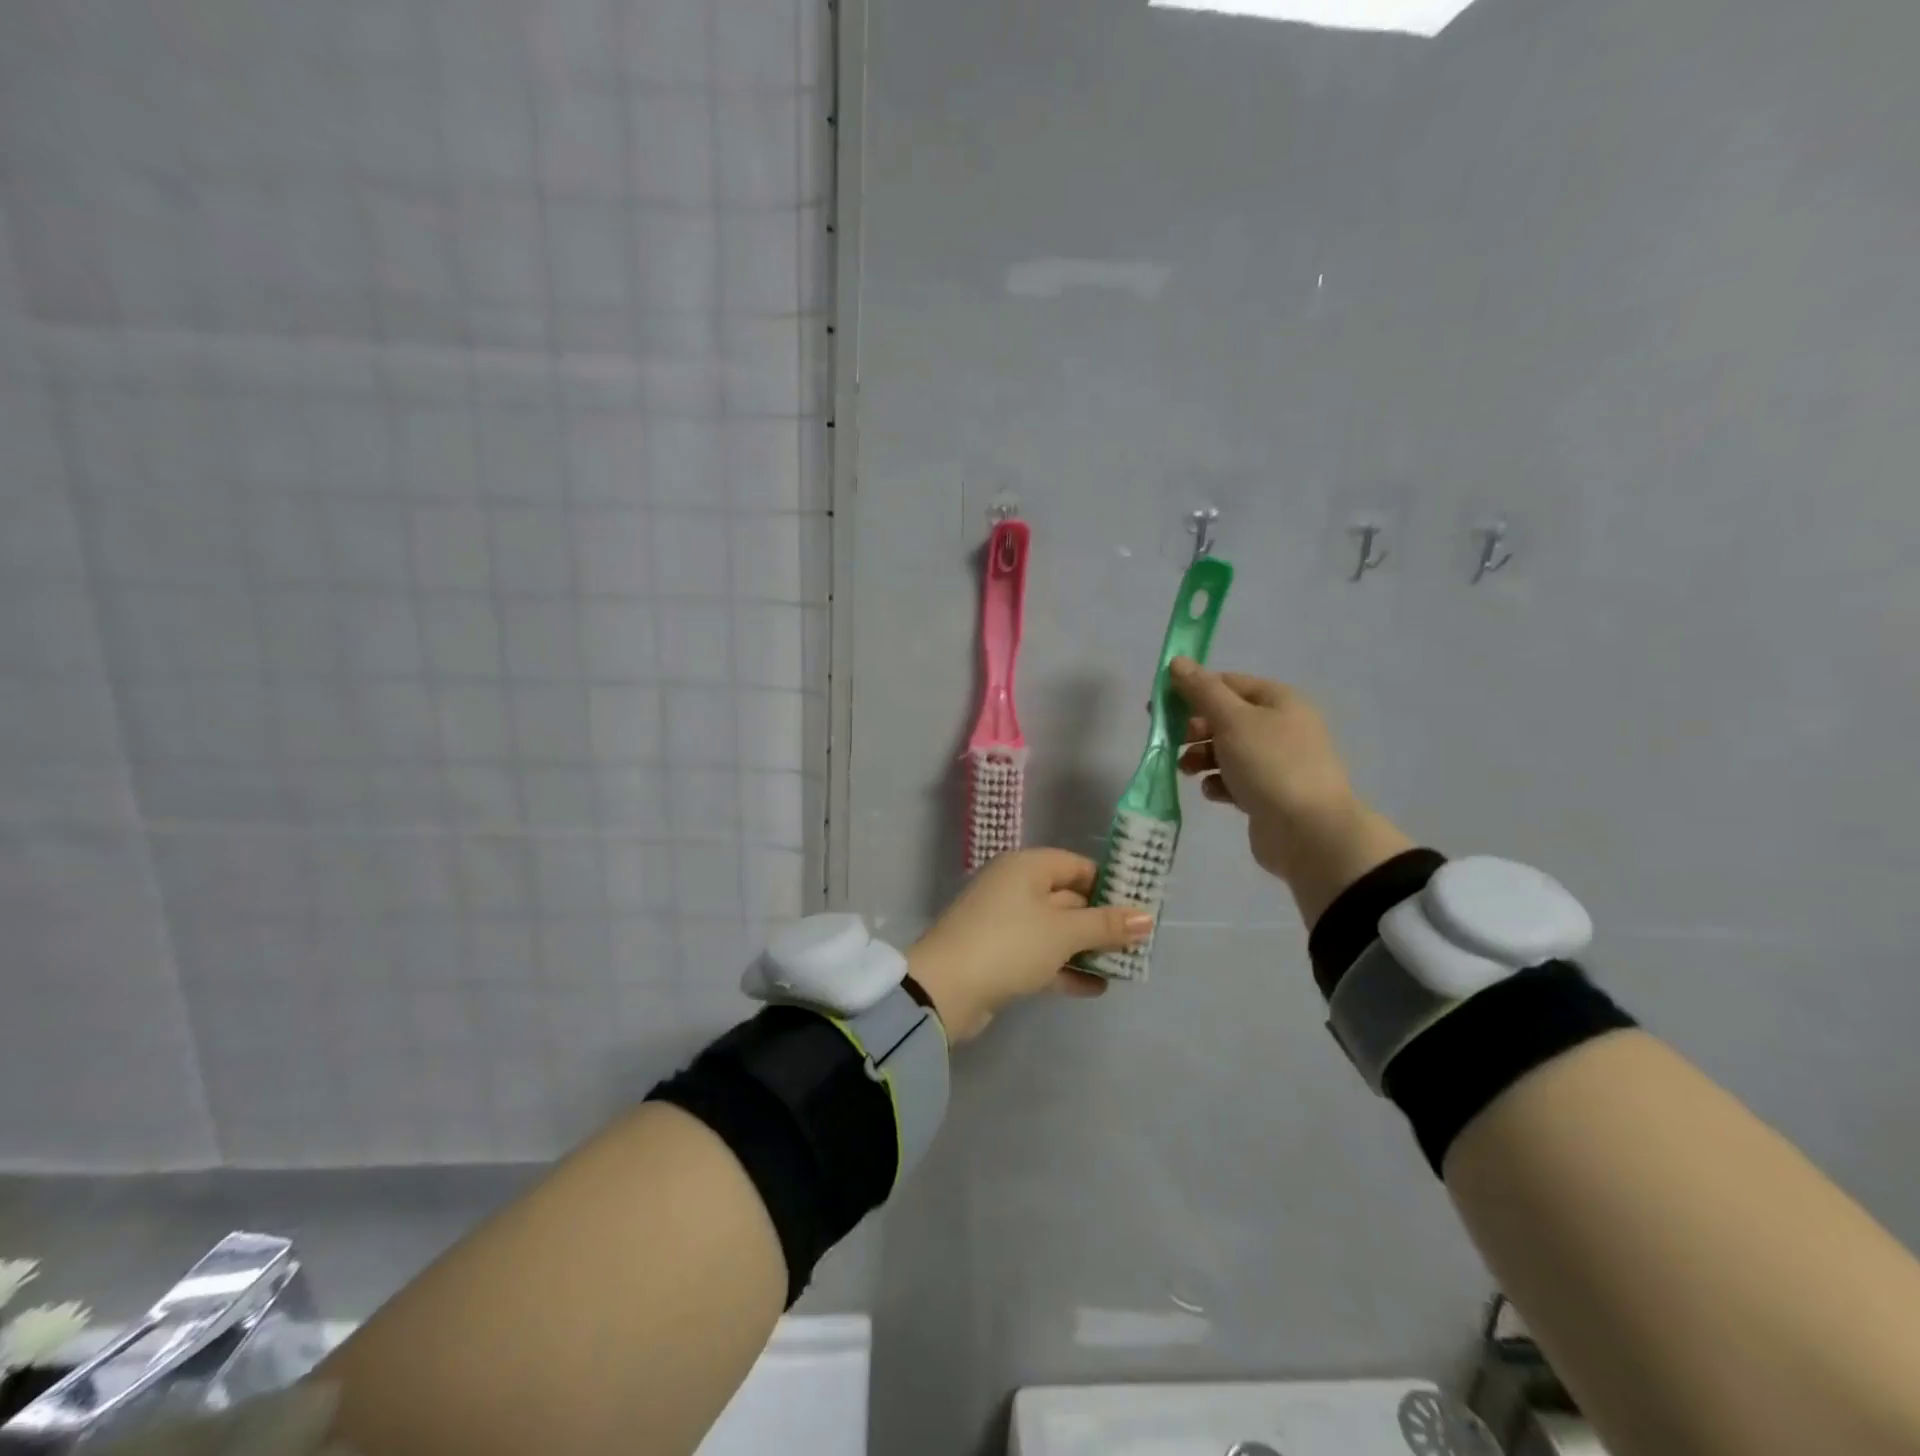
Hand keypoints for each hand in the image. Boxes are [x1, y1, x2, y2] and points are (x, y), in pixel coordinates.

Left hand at [906, 849, 1152, 1042]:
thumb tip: (1147, 917)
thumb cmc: (1009, 944)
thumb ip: (1105, 924)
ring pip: (1055, 931)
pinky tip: (1096, 988)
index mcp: (1026, 868)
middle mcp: (1014, 889)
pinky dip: (1066, 968)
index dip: (1108, 884)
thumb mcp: (1063, 932)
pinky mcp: (1000, 957)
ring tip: (1124, 967)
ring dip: (1086, 948)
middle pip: (1067, 898)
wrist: (944, 990)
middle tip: (1139, 942)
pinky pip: (1041, 956)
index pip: (1076, 866)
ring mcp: (1005, 924)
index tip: (1139, 908)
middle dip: (1101, 921)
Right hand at [1170, 658, 1413, 925]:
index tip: (1161, 707)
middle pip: (1225, 717)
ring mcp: (1276, 762)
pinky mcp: (1269, 793)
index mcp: (1278, 700)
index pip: (1227, 683)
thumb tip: (1178, 661)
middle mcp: (1280, 726)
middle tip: (1172, 741)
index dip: (1192, 690)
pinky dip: (1220, 783)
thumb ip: (1201, 690)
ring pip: (1227, 750)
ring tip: (1188, 771)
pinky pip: (1235, 779)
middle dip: (1195, 729)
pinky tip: (1215, 793)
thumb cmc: (1270, 765)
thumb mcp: (1232, 720)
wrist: (1309, 832)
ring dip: (1201, 757)